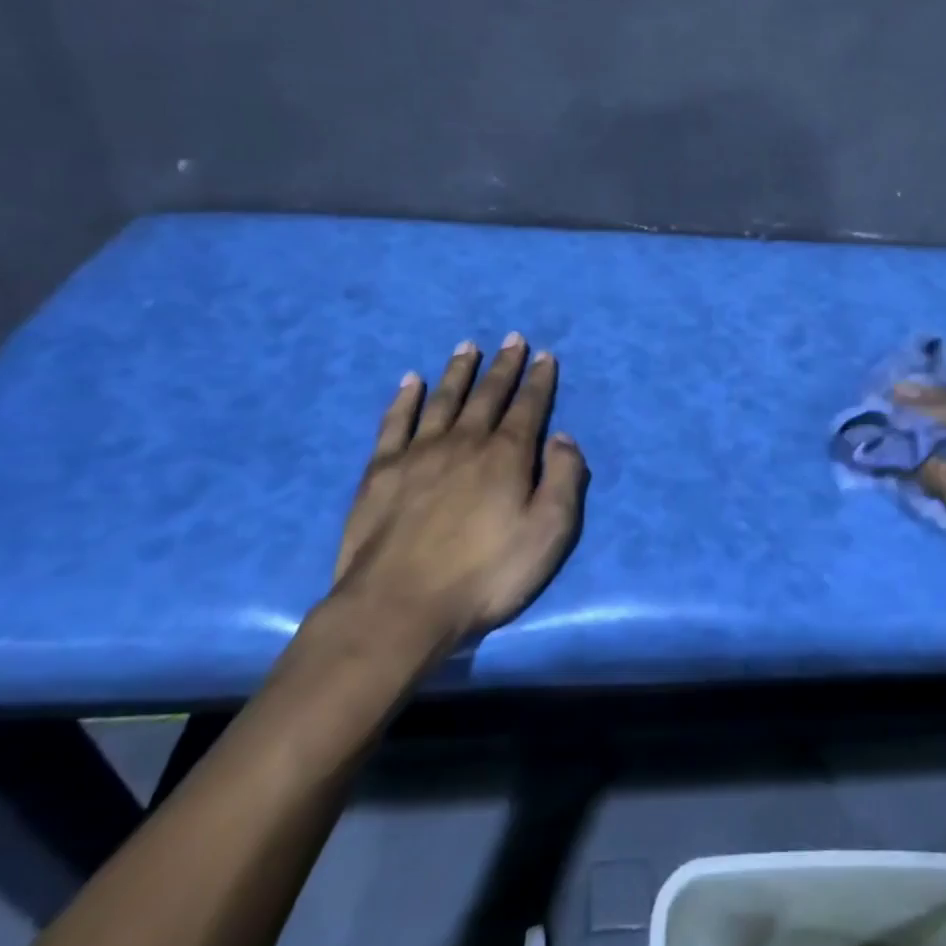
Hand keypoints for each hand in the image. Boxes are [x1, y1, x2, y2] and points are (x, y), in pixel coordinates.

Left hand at [331, 333, 586, 659]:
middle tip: (513, 339)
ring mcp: (419, 453)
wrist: (399, 606)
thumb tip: (563, 437)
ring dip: (458, 371)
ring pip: (443, 399)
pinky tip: (410, 381)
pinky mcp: (380, 471)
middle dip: (504, 366)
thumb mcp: (548, 533)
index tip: (544, 355)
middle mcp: (465, 442)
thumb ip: (564, 479)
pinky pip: (395, 422)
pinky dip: (405, 399)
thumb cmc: (485, 574)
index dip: (539, 380)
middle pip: (488, 394)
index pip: (528, 406)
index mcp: (507, 455)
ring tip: (467, 347)